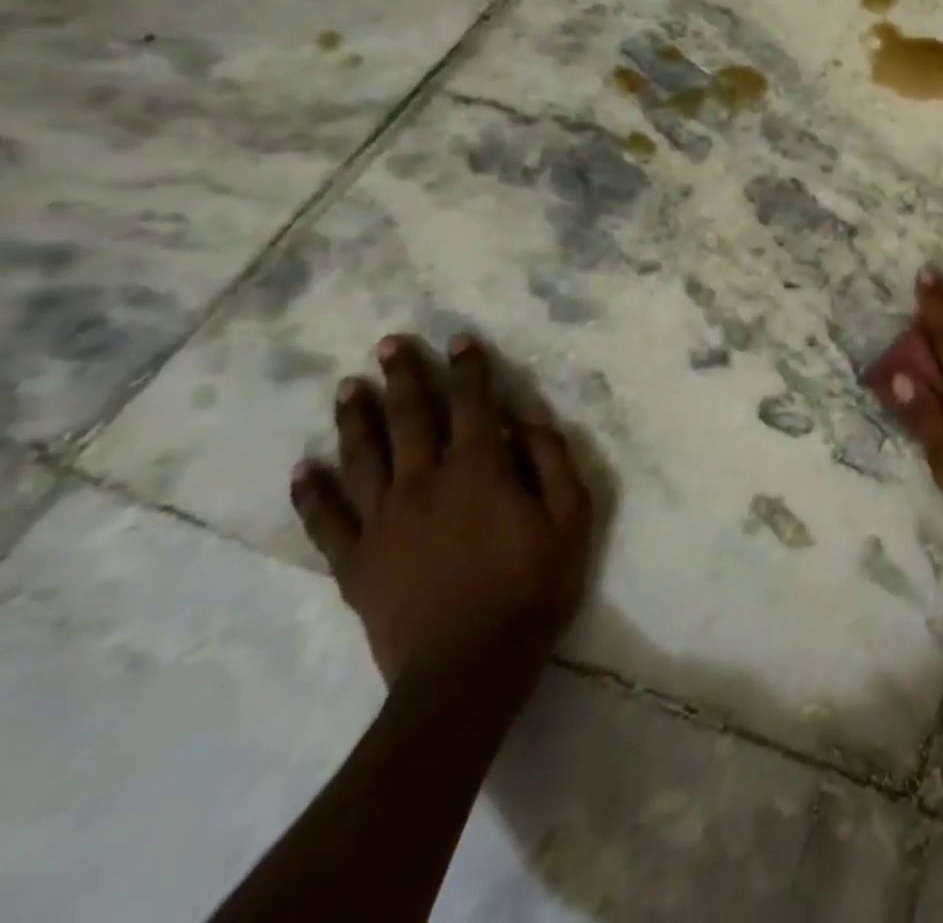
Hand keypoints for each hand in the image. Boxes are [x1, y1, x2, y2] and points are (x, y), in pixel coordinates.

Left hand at [290, 334, 593, 692]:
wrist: (468, 668)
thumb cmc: (533, 586)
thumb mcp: (573, 517)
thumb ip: (553, 461)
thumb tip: (527, 421)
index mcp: (479, 470)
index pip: (473, 405)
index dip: (469, 369)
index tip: (460, 341)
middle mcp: (424, 483)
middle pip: (410, 418)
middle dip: (404, 377)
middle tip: (390, 344)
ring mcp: (382, 522)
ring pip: (363, 457)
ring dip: (356, 418)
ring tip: (350, 387)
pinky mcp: (355, 561)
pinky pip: (325, 519)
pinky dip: (312, 491)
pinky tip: (304, 468)